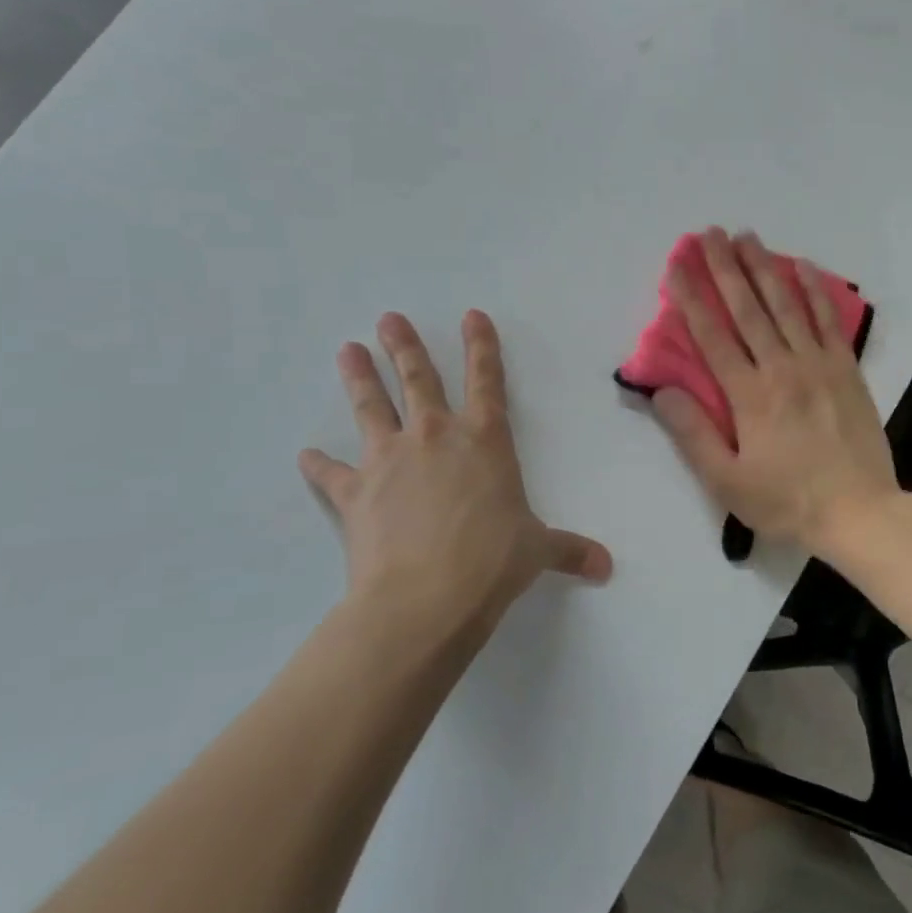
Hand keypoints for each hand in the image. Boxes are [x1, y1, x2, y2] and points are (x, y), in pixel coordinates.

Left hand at [299, 310, 611, 647]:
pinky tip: (304, 456)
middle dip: (405, 347)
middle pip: (420, 380)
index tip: (471, 315)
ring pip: (372, 408)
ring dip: (361, 378)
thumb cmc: (493, 561)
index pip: (488, 380)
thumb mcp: (539, 551)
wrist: (426, 597)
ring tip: (347, 350)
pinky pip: (331, 474)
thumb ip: (571, 550)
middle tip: (388, 318)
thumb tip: (606, 567)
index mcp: (485, 440)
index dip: (482, 346)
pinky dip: (318, 465)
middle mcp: (436, 437)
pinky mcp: (355, 494)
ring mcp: (390, 461)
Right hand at [652, 228, 902, 557]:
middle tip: (710, 232)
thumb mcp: (727, 481)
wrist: (859, 511)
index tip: (678, 264)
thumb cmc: (787, 501)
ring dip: (765, 268)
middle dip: (725, 268)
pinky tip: (805, 267)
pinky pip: (829, 321)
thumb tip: (663, 390)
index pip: (712, 336)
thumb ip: (693, 434)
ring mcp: (818, 364)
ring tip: (748, 236)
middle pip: (748, 309)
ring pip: (786, 306)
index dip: (691, 297)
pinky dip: (816, 292)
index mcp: (749, 395)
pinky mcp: (847, 369)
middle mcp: (782, 368)